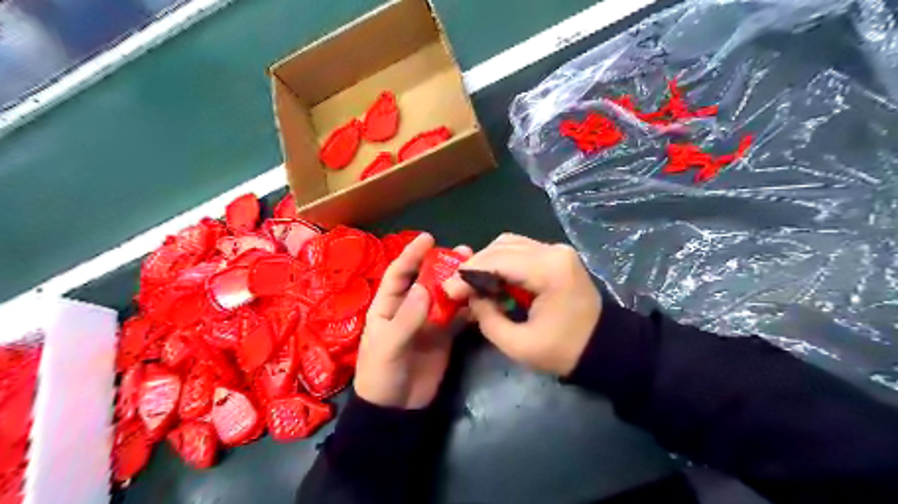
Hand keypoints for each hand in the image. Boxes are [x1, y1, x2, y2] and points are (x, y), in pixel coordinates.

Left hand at [354, 233, 471, 408]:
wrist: (396, 410)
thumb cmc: (381, 374)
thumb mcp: (388, 347)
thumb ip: (406, 319)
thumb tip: (424, 288)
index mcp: (387, 306)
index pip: (399, 273)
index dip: (412, 254)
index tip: (428, 238)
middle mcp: (408, 308)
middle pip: (426, 280)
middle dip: (442, 265)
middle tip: (465, 252)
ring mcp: (428, 321)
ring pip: (445, 296)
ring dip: (459, 284)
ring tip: (478, 270)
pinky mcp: (444, 336)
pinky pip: (457, 317)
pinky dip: (468, 307)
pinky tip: (482, 298)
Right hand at [443, 235, 597, 375]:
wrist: (605, 347)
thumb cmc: (564, 351)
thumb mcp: (518, 345)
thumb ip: (487, 318)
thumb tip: (471, 296)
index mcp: (549, 270)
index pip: (497, 261)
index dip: (468, 273)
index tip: (448, 290)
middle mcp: (553, 251)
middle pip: (501, 246)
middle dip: (475, 266)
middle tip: (459, 289)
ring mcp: (556, 250)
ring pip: (509, 244)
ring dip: (487, 262)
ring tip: (474, 285)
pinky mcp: (556, 255)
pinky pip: (520, 250)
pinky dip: (501, 262)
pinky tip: (493, 280)